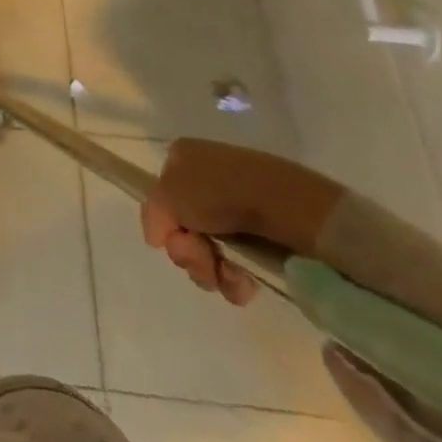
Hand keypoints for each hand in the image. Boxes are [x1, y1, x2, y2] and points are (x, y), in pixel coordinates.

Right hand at [140, 139, 343, 306]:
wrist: (288, 207)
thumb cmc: (220, 192)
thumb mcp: (169, 194)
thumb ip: (153, 213)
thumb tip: (156, 238)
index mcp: (184, 159)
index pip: (162, 197)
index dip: (164, 224)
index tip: (172, 239)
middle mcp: (207, 181)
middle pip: (184, 229)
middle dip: (188, 253)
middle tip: (201, 258)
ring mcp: (237, 211)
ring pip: (209, 252)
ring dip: (211, 271)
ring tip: (227, 274)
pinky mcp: (264, 239)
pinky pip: (238, 266)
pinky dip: (236, 280)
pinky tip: (245, 282)